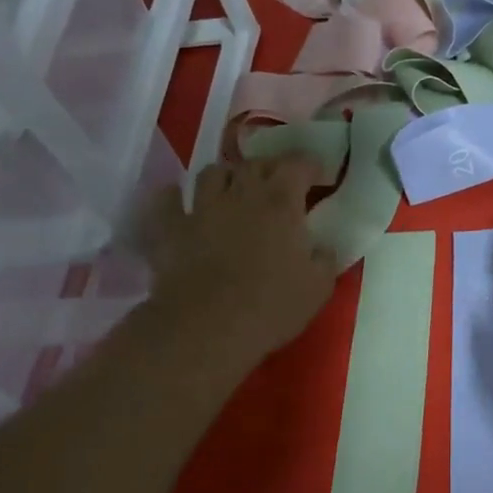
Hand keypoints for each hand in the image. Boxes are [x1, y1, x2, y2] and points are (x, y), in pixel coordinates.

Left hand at [144, 156, 335, 369]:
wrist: (208, 327)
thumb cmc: (272, 307)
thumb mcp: (318, 288)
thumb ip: (325, 259)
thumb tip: (323, 247)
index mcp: (281, 204)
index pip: (297, 166)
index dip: (310, 165)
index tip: (319, 176)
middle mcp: (241, 195)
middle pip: (255, 164)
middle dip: (270, 168)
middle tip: (279, 184)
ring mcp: (202, 209)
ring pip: (212, 173)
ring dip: (227, 177)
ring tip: (234, 190)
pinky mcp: (170, 229)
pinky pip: (168, 201)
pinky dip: (175, 197)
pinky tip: (180, 202)